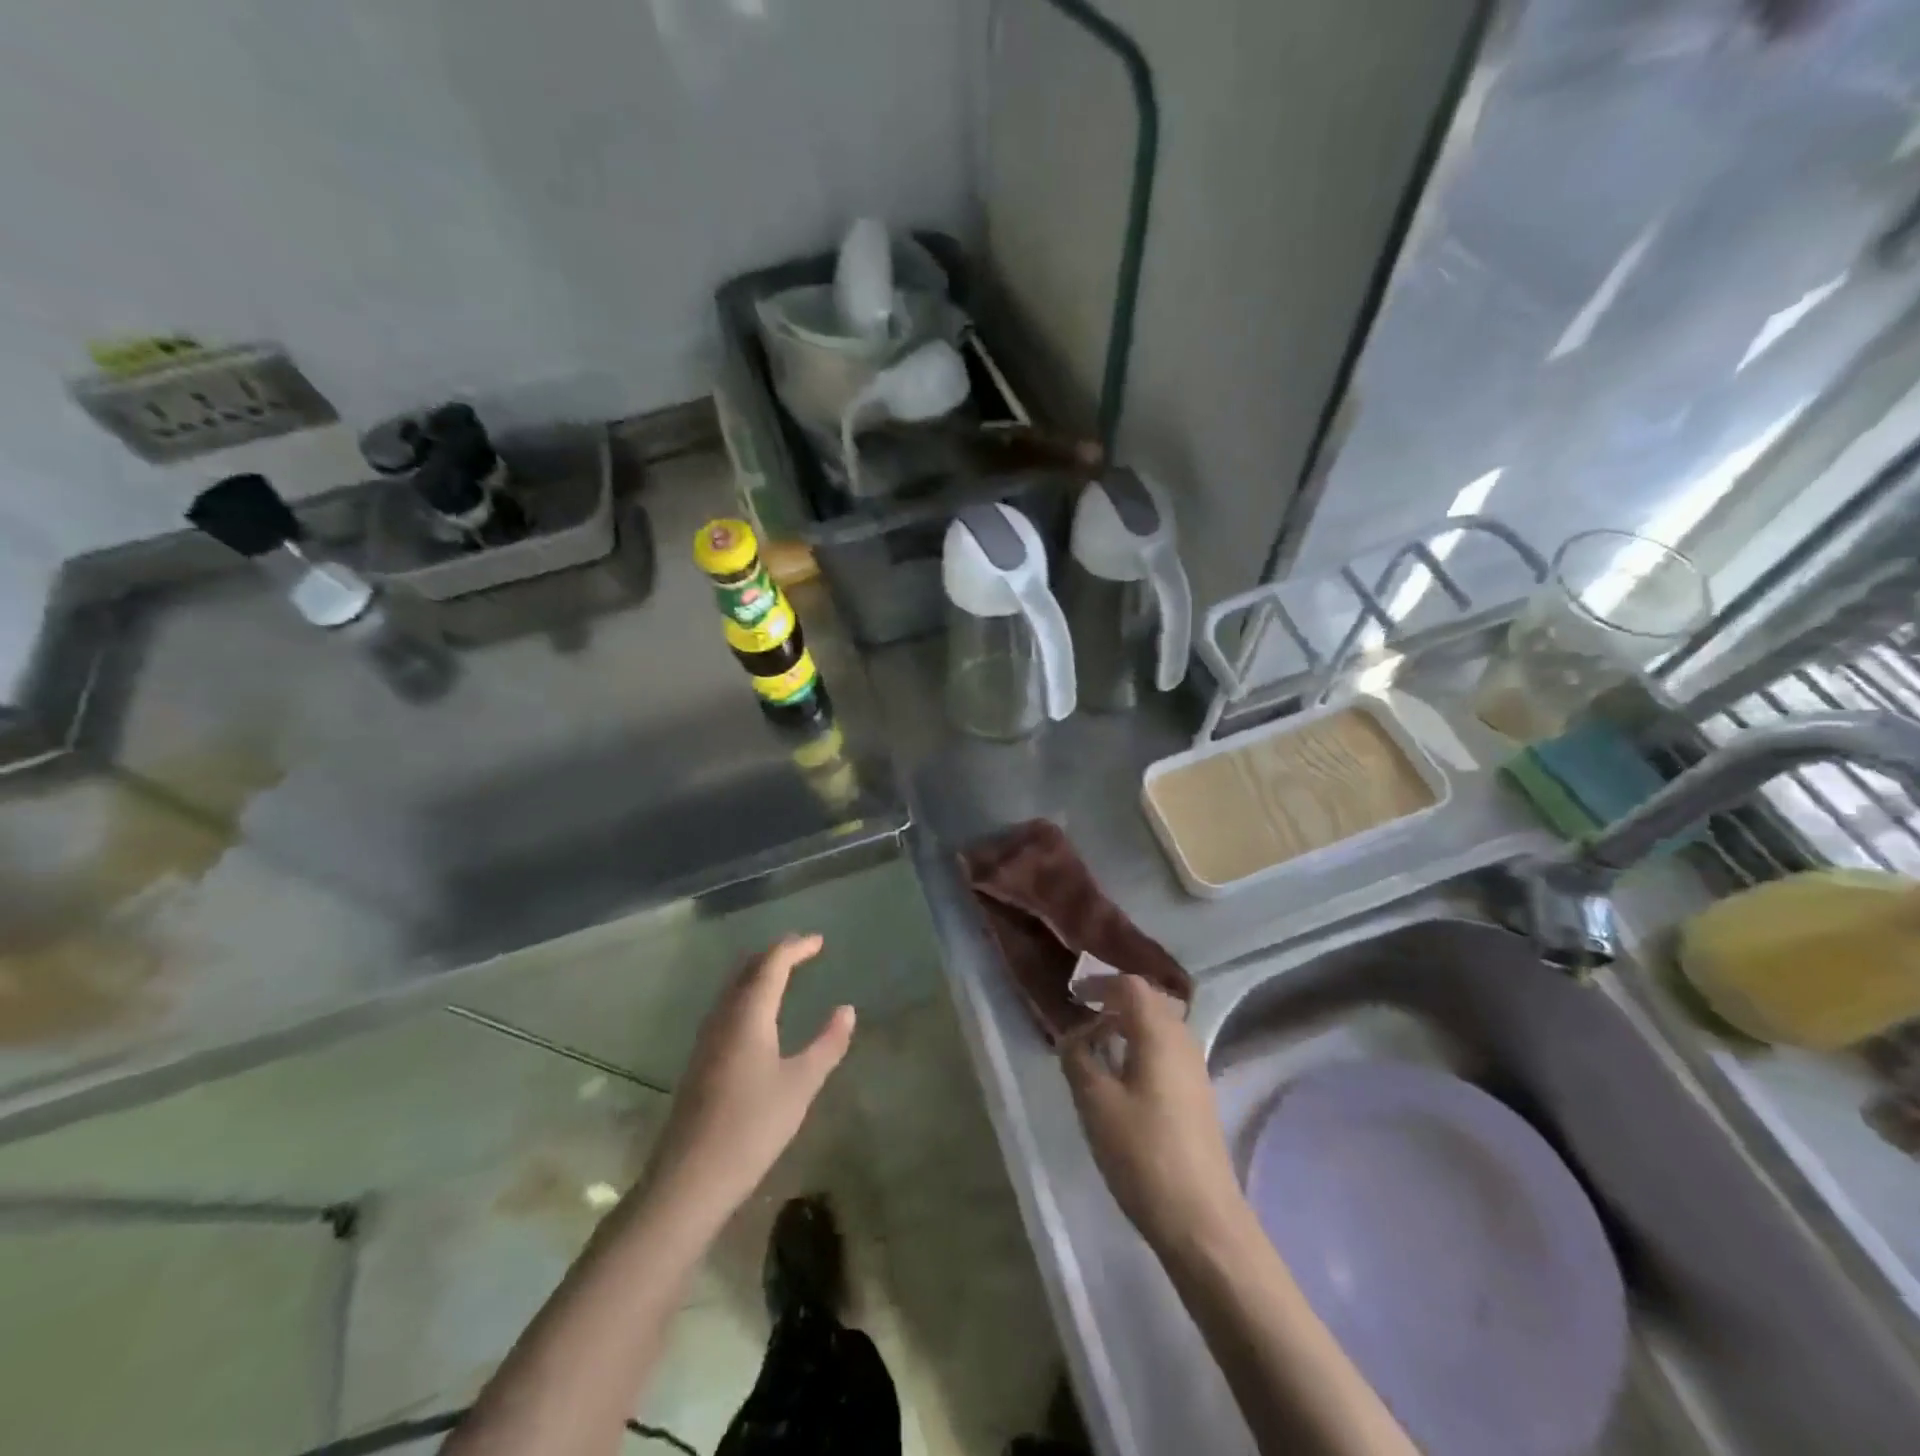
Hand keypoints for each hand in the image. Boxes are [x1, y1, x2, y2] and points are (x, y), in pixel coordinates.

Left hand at [640, 934, 855, 1225]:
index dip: (796, 948)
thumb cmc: (752, 1127)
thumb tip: (846, 1009)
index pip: (772, 964)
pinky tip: (759, 1015)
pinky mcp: (700, 1059)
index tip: (820, 941)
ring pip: (733, 988)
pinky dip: (748, 994)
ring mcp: (707, 1038)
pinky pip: (727, 1007)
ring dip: (759, 972)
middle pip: (748, 969)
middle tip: (803, 951)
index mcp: (749, 1014)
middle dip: (775, 954)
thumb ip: (827, 1044)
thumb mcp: (800, 1085)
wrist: (689, 1178)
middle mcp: (724, 1017)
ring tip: (785, 974)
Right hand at [1061, 975, 1244, 1252]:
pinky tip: (1123, 1075)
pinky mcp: (1198, 1095)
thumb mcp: (1096, 1103)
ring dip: (1129, 1024)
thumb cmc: (1143, 1153)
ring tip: (1098, 1044)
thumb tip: (1072, 1034)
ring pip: (1161, 1027)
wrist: (1201, 1219)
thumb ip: (1079, 1058)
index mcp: (1159, 1034)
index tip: (1073, 994)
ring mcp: (1195, 1070)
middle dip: (1115, 1000)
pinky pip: (1167, 1051)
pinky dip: (1142, 1046)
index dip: (1100, 983)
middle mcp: (1183, 1041)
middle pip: (1150, 1001)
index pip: (1131, 986)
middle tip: (1083, 1015)